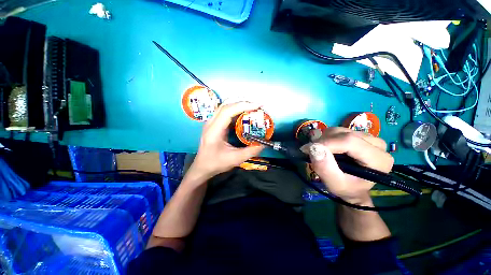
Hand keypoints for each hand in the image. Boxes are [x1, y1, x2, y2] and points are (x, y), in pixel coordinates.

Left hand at [189, 102, 264, 178]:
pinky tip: (243, 113)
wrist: (202, 167)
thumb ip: (251, 151)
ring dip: (238, 105)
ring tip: (252, 107)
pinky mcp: (213, 124)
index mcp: (214, 131)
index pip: (227, 112)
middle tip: (257, 105)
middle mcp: (210, 123)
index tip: (257, 106)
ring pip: (225, 107)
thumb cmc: (216, 163)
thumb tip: (264, 143)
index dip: (242, 106)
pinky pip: (224, 112)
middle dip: (242, 103)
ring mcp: (211, 122)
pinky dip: (235, 110)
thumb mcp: (235, 159)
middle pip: (226, 106)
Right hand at [301, 127, 393, 205]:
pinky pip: (339, 130)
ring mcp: (369, 137)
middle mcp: (378, 144)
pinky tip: (327, 148)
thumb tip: (313, 148)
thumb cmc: (346, 189)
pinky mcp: (360, 135)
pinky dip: (328, 137)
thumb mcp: (334, 184)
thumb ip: (325, 168)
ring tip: (320, 152)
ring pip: (340, 130)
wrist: (353, 188)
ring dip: (324, 139)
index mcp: (378, 159)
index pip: (349, 142)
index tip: (307, 149)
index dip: (326, 143)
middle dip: (323, 142)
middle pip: (344, 134)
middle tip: (312, 152)